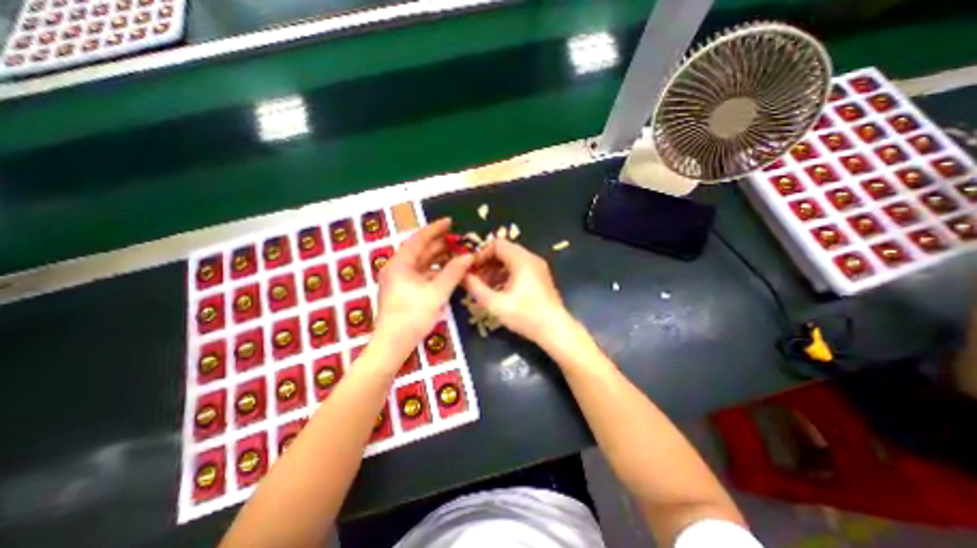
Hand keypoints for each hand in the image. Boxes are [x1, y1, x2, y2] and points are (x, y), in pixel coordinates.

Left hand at [376, 218, 472, 363]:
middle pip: (420, 251)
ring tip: (458, 254)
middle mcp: (398, 268)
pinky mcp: (405, 290)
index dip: (435, 229)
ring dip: (439, 259)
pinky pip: (422, 274)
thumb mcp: (436, 293)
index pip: (419, 240)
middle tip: (459, 240)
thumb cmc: (412, 316)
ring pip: (422, 263)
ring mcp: (400, 280)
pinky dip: (436, 271)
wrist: (393, 344)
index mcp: (400, 264)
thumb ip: (453, 272)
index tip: (450, 221)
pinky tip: (449, 271)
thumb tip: (469, 256)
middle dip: (440, 245)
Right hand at [463, 239, 573, 345]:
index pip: (497, 244)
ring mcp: (537, 267)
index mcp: (522, 260)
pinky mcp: (539, 277)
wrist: (555, 330)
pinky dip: (505, 275)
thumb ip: (476, 288)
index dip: (480, 254)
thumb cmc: (526, 316)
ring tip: (483, 286)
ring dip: (495, 269)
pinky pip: (518, 268)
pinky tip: (497, 290)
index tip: (470, 269)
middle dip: (486, 262)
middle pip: (504, 251)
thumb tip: (463, 276)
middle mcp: (531, 258)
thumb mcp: (496, 304)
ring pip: (511, 260)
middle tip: (474, 277)